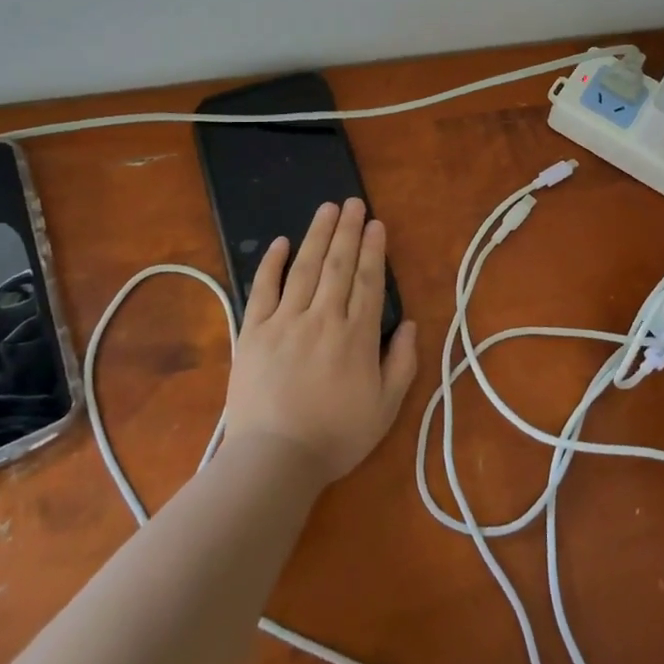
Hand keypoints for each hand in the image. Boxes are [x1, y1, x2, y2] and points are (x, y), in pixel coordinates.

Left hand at [222, 198, 419, 484]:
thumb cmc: (335, 437)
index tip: (376, 223)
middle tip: (353, 202)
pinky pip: (263, 289)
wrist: (273, 461)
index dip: (374, 250)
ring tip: (327, 209)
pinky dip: (272, 264)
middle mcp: (322, 318)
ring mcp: (284, 322)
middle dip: (348, 230)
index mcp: (356, 336)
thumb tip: (410, 324)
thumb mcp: (385, 409)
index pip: (369, 281)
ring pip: (304, 268)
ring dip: (317, 235)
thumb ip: (402, 363)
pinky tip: (281, 242)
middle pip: (338, 265)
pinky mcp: (253, 332)